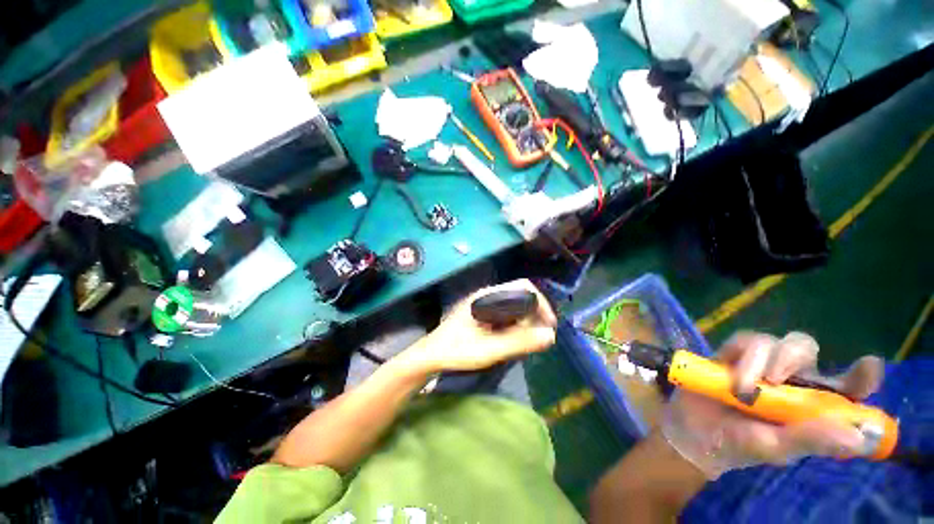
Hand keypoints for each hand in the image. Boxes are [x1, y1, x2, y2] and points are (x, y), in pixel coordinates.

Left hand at [402, 279, 556, 372]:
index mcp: (488, 296)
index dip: (540, 304)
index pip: (523, 288)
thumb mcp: (489, 350)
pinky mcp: (482, 313)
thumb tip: (550, 336)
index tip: (548, 325)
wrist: (431, 355)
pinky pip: (506, 313)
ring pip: (514, 305)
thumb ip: (519, 342)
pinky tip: (513, 339)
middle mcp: (487, 295)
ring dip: (525, 321)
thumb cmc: (456, 351)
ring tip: (527, 341)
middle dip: (534, 315)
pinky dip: (515, 325)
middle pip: (520, 296)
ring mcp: (484, 303)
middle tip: (539, 338)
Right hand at [661, 331, 884, 478]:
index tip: (868, 367)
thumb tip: (859, 437)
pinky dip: (740, 356)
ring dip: (759, 361)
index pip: (843, 384)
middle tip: (773, 380)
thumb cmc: (738, 446)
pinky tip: (730, 377)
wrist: (691, 432)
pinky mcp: (732, 354)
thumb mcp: (774, 449)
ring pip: (772, 341)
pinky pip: (742, 340)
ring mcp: (759, 364)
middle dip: (791, 357)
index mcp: (810, 403)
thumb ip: (810, 440)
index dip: (859, 374)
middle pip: (803, 347)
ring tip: (742, 389)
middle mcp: (789, 378)